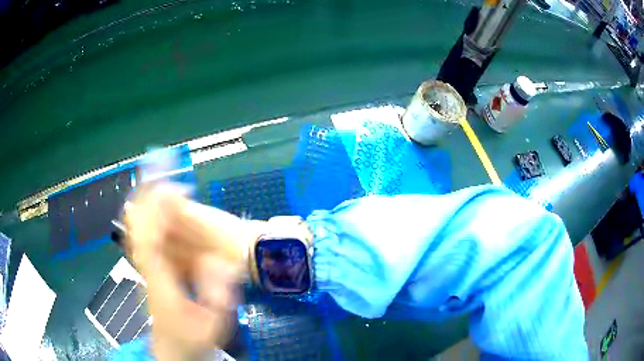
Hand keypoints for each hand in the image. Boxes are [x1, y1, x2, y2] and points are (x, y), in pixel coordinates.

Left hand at [124, 185, 259, 359]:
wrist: (171, 349)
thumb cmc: (192, 338)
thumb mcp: (212, 324)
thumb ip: (216, 294)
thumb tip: (221, 260)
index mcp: (160, 279)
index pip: (151, 236)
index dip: (157, 208)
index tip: (170, 184)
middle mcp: (147, 267)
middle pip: (139, 224)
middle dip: (148, 193)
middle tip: (160, 165)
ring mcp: (144, 266)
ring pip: (137, 226)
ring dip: (145, 199)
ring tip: (156, 174)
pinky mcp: (147, 267)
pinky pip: (142, 234)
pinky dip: (145, 214)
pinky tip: (151, 203)